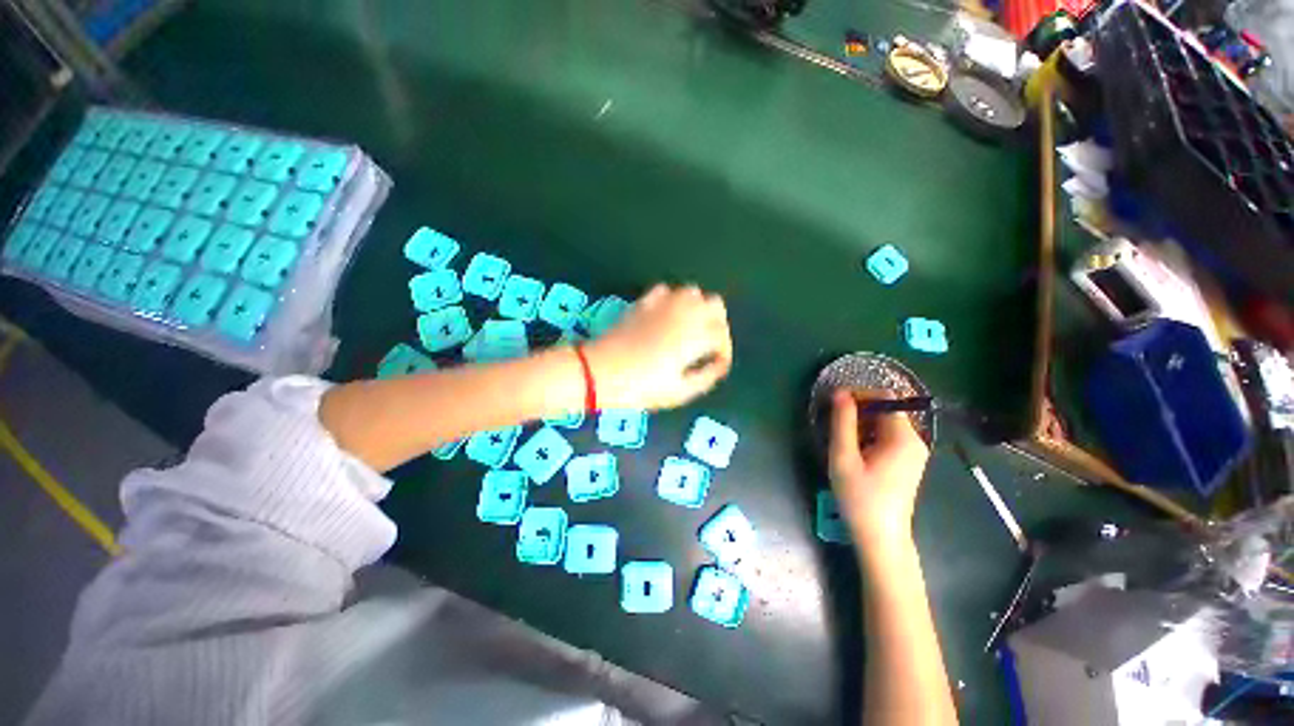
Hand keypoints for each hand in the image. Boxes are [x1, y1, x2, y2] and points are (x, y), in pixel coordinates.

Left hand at [583, 284, 732, 410]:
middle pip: (715, 304)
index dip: (724, 351)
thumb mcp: (679, 392)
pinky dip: (671, 300)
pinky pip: (665, 291)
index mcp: (695, 336)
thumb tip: (719, 366)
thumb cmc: (641, 387)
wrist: (599, 372)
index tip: (717, 365)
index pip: (722, 336)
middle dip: (717, 322)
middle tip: (709, 343)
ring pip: (692, 291)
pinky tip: (665, 316)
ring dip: (697, 307)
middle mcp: (684, 314)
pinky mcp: (643, 303)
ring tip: (689, 328)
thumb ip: (706, 377)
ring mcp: (662, 305)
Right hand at [828, 389, 929, 549]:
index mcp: (903, 437)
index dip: (859, 394)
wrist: (881, 537)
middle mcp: (914, 440)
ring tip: (842, 442)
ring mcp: (913, 452)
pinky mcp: (907, 462)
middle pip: (886, 409)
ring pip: (885, 423)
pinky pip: (887, 437)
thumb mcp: (844, 457)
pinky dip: (869, 436)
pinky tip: (854, 453)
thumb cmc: (860, 497)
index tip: (835, 404)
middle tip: (834, 426)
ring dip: (861, 425)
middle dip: (858, 411)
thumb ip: (842, 422)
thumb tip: (839, 392)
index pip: (885, 397)